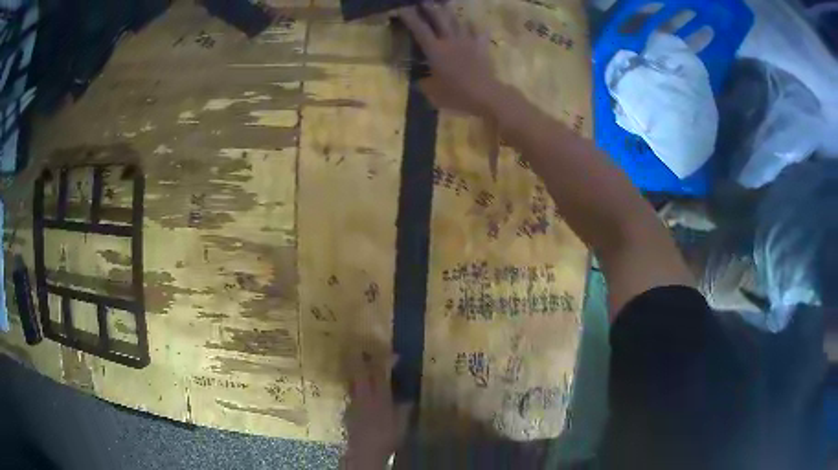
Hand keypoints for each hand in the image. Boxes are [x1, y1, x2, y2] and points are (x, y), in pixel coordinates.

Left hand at [342, 355, 411, 468]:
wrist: (365, 450)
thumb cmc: (387, 436)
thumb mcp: (402, 424)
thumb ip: (404, 410)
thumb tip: (408, 400)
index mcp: (380, 397)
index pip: (381, 373)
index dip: (386, 361)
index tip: (395, 355)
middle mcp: (365, 396)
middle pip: (360, 372)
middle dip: (361, 358)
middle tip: (363, 348)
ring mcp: (354, 403)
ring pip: (353, 381)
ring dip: (356, 372)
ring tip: (359, 366)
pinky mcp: (348, 411)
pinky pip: (352, 395)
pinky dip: (356, 389)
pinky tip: (361, 394)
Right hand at [398, 3, 499, 115]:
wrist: (486, 94)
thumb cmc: (456, 94)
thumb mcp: (433, 93)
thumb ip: (424, 83)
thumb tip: (420, 80)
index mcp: (435, 50)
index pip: (419, 29)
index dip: (409, 17)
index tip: (401, 8)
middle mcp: (450, 40)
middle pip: (439, 18)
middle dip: (430, 7)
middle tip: (423, 1)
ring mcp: (468, 41)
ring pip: (458, 21)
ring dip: (449, 12)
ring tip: (444, 5)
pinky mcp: (482, 46)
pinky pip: (478, 31)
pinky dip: (474, 26)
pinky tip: (472, 23)